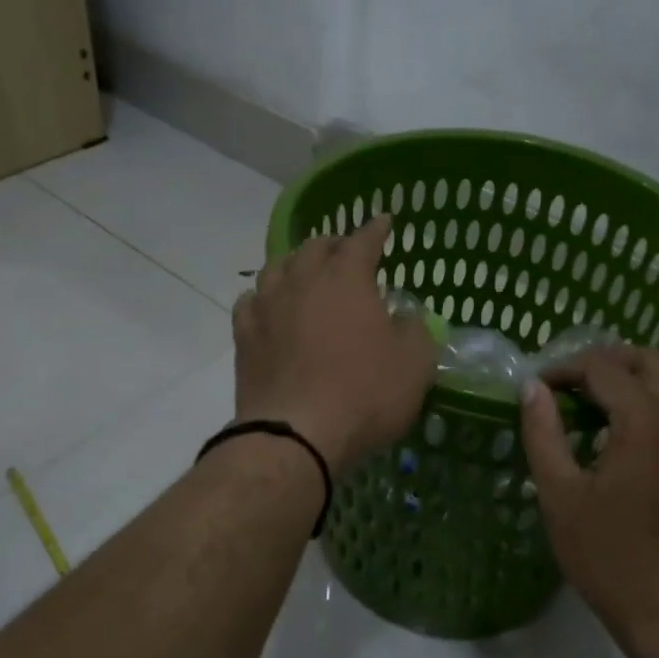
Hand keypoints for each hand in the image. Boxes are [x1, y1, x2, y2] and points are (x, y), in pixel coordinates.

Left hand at [231, 214, 435, 470]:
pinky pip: (251, 300)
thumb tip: (403, 319)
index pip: (363, 240)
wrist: (295, 435)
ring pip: (277, 267)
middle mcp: (302, 281)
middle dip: (334, 245)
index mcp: (346, 278)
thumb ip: (415, 331)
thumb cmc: (364, 394)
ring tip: (305, 274)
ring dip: (295, 264)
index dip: (376, 229)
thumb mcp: (414, 364)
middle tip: (346, 254)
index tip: (384, 222)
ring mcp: (267, 306)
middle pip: (314, 247)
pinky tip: (268, 306)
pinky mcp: (243, 336)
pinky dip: (263, 297)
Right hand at [520, 346, 658, 643]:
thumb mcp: (560, 495)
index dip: (566, 369)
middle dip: (609, 362)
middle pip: (650, 360)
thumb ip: (543, 433)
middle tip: (576, 386)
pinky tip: (650, 432)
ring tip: (611, 402)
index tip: (543, 388)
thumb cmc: (610, 558)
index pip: (603, 367)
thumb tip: (532, 387)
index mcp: (646, 420)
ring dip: (644, 378)